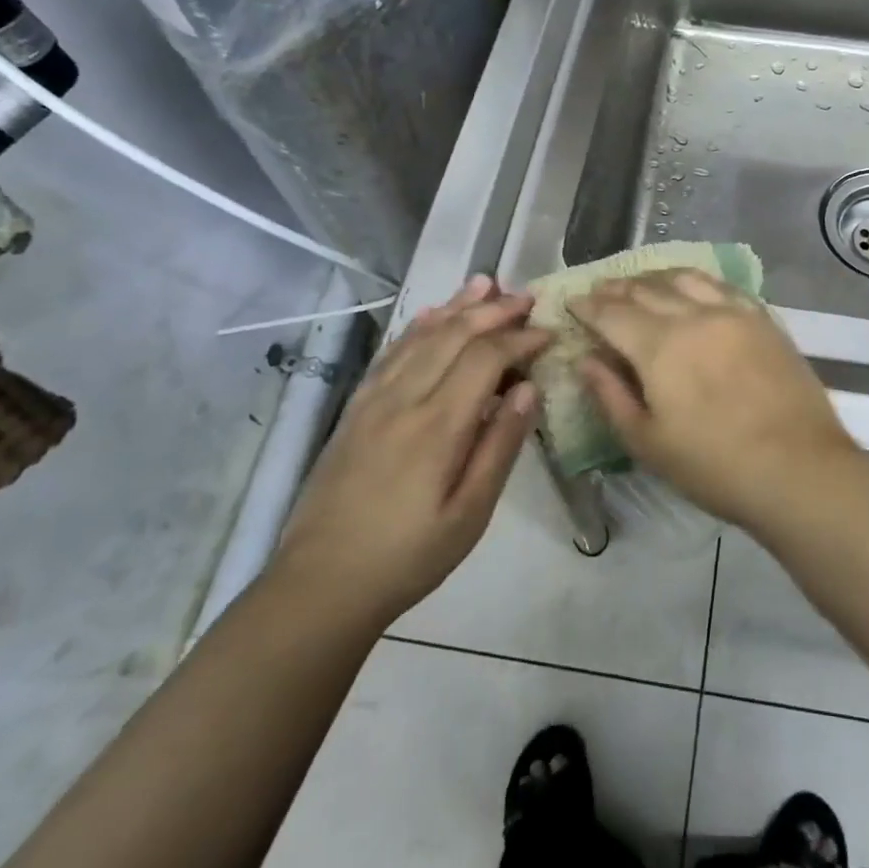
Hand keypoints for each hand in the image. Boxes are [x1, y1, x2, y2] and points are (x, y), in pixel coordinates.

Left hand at [273, 276, 549, 628]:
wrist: (321, 584)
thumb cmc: (409, 555)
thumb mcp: (470, 514)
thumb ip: (500, 446)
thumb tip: (529, 389)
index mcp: (438, 425)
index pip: (486, 358)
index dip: (520, 339)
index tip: (547, 334)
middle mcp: (405, 399)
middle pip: (454, 335)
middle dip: (493, 310)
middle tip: (526, 296)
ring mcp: (374, 400)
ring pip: (421, 336)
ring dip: (456, 306)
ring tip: (484, 282)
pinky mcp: (355, 409)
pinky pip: (391, 354)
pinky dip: (416, 327)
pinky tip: (431, 314)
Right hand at [568, 270, 857, 528]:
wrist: (798, 468)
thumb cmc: (714, 465)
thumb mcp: (648, 442)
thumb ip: (611, 395)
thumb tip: (585, 360)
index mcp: (659, 345)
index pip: (613, 313)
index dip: (588, 306)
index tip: (573, 302)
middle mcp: (694, 315)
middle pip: (647, 289)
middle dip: (617, 288)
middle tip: (600, 290)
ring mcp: (734, 313)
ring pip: (685, 279)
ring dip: (655, 277)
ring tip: (641, 283)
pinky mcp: (763, 319)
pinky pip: (722, 286)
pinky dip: (696, 282)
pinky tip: (693, 289)